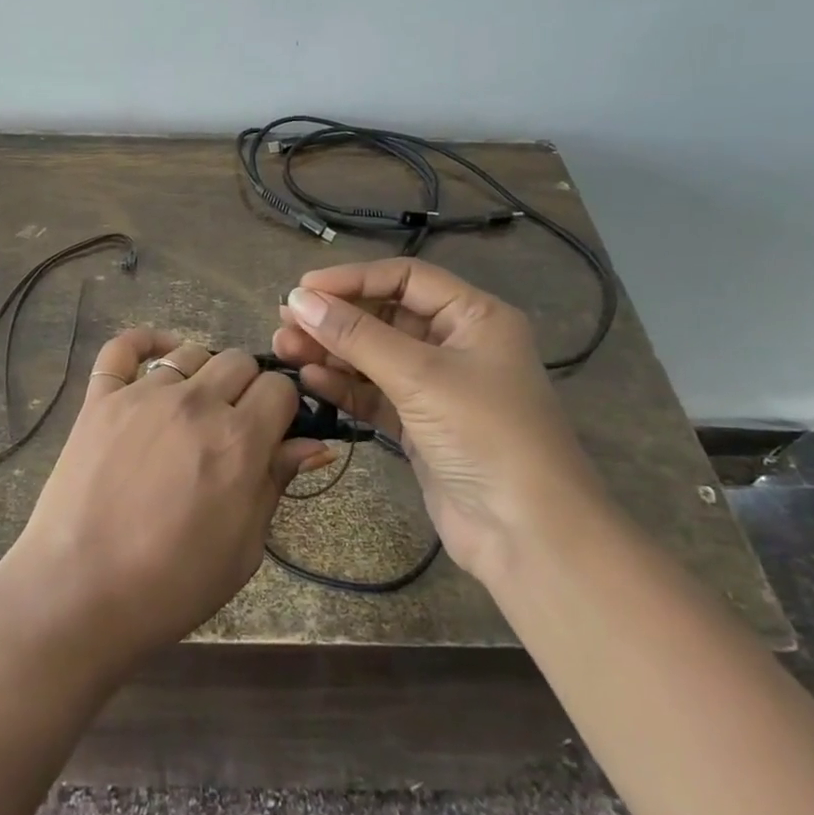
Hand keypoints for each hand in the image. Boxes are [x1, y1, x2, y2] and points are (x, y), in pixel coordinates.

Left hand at [0, 329, 330, 676]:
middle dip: (248, 388)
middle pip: (239, 362)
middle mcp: (195, 403)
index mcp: (238, 440)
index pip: (279, 388)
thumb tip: (314, 444)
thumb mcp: (244, 548)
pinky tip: (159, 353)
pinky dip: (145, 342)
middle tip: (235, 426)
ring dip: (204, 373)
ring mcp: (142, 394)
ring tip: (196, 407)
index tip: (275, 431)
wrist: (78, 595)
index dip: (284, 408)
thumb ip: (276, 483)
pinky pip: (123, 348)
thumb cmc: (171, 585)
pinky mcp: (100, 398)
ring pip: (191, 353)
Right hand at [272, 258, 602, 582]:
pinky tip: (310, 379)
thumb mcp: (420, 376)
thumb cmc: (485, 435)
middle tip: (284, 321)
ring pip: (374, 356)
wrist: (529, 536)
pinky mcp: (420, 425)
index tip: (303, 288)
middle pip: (385, 316)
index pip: (405, 278)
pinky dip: (343, 386)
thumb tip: (299, 297)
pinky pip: (374, 393)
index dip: (353, 279)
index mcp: (474, 316)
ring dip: (331, 351)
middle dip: (335, 318)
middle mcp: (456, 344)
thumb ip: (356, 336)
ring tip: (284, 348)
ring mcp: (437, 387)